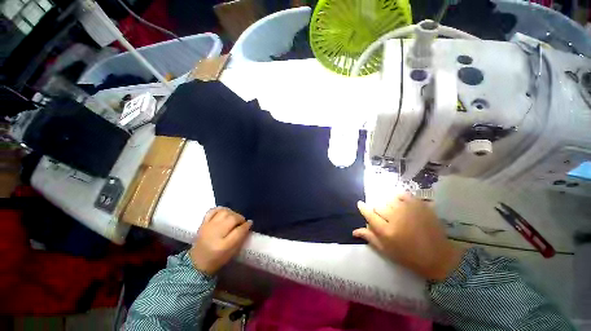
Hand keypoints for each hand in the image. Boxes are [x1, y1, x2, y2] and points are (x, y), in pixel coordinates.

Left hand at [189, 207, 251, 275]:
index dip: (246, 225)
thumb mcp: (232, 253)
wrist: (197, 262)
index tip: (250, 223)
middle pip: (232, 219)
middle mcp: (215, 234)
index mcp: (223, 246)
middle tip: (242, 222)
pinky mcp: (203, 223)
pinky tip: (225, 213)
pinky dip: (220, 210)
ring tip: (234, 218)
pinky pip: (213, 210)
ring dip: (232, 213)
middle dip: (240, 218)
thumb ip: (241, 238)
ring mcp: (208, 227)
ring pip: (224, 212)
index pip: (239, 231)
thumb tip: (248, 224)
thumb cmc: (217, 259)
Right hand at [353, 194, 463, 280]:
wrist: (438, 257)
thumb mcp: (386, 250)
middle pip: (377, 206)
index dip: (363, 208)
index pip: (368, 213)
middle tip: (383, 218)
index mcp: (386, 231)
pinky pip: (402, 194)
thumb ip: (370, 238)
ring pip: (388, 199)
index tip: (360, 204)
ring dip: (387, 205)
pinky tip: (399, 203)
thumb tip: (354, 231)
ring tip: (393, 212)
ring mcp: (408, 210)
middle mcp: (395, 218)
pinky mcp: (419, 205)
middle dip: (377, 211)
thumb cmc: (409, 256)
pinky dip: (398, 197)